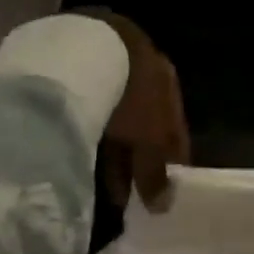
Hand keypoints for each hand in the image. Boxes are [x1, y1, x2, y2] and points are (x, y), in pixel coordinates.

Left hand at [71, 8, 189, 211]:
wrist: (84, 48)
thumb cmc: (131, 94)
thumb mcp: (151, 137)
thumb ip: (157, 171)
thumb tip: (164, 205)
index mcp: (167, 80)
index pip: (176, 128)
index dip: (172, 162)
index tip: (164, 193)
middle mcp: (143, 70)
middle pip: (145, 123)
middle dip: (139, 158)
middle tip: (130, 196)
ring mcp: (110, 67)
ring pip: (117, 117)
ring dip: (115, 150)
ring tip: (104, 186)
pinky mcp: (77, 70)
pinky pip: (90, 111)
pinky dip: (91, 134)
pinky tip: (81, 156)